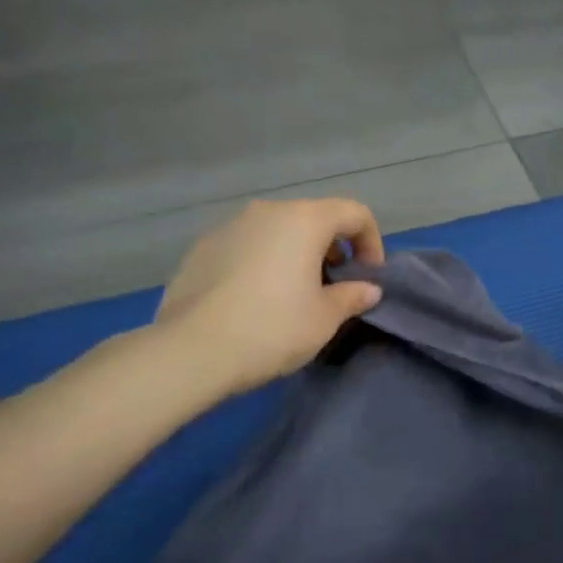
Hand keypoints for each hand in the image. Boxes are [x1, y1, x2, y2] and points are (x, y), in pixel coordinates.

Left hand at [155, 198, 384, 395]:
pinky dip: (262, 263)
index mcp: (304, 220)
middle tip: (333, 287)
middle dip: (332, 248)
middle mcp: (266, 211)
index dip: (371, 242)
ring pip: (277, 231)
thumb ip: (352, 296)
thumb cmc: (272, 328)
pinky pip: (246, 247)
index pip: (354, 213)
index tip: (368, 278)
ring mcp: (229, 227)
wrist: (191, 351)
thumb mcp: (324, 318)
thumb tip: (367, 289)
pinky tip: (254, 301)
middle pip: (314, 218)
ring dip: (295, 254)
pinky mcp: (201, 248)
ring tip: (294, 295)